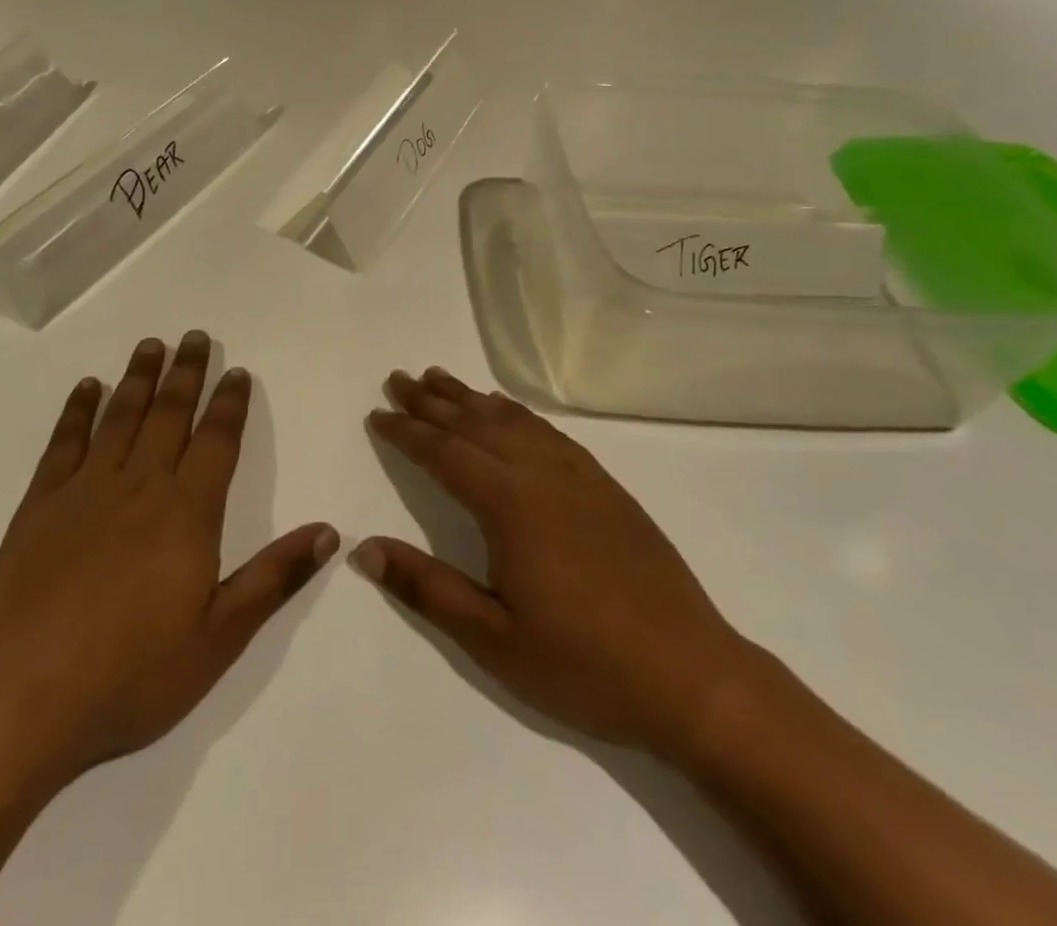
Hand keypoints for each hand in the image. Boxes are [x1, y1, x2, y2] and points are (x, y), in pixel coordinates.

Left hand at [0, 332, 337, 790]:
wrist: (22, 702)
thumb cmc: (131, 675)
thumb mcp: (219, 639)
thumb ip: (274, 578)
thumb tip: (329, 532)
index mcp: (187, 513)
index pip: (217, 440)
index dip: (229, 403)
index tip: (236, 371)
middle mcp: (140, 485)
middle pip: (170, 413)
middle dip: (186, 372)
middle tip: (195, 336)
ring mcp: (85, 490)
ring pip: (120, 416)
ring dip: (139, 376)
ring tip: (151, 344)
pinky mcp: (40, 504)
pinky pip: (64, 442)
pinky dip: (78, 409)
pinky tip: (88, 387)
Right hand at [355, 368, 755, 764]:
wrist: (692, 676)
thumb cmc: (583, 664)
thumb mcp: (493, 640)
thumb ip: (426, 588)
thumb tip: (364, 549)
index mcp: (510, 505)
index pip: (444, 454)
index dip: (406, 432)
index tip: (377, 414)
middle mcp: (541, 474)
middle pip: (474, 424)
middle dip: (431, 401)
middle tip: (398, 379)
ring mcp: (579, 476)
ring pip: (512, 421)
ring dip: (471, 398)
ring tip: (440, 379)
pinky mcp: (606, 487)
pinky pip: (549, 432)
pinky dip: (517, 413)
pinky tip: (508, 413)